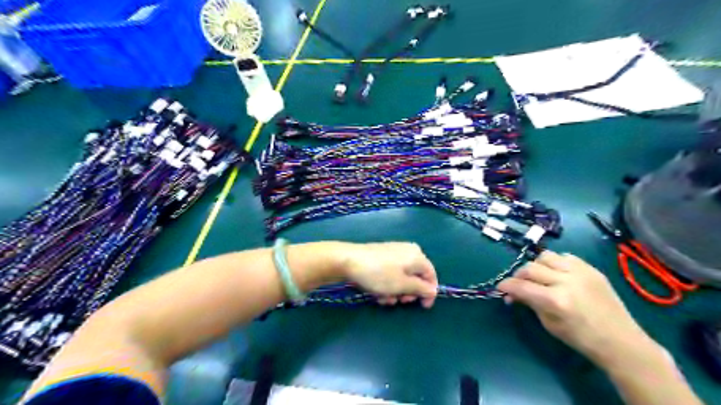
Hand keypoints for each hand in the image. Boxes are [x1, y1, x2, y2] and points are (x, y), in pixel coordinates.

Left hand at [343, 241, 439, 308]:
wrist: (348, 260)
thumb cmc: (379, 274)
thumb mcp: (402, 285)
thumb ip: (421, 288)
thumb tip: (433, 290)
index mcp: (417, 256)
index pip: (431, 275)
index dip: (429, 293)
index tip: (422, 307)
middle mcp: (408, 251)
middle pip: (416, 276)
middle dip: (408, 292)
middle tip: (398, 301)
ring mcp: (394, 252)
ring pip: (402, 277)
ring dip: (396, 291)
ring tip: (384, 298)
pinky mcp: (382, 255)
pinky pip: (392, 272)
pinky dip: (388, 284)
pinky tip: (378, 292)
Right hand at [499, 252, 656, 368]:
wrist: (621, 341)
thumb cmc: (581, 339)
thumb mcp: (549, 324)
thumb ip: (530, 303)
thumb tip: (513, 293)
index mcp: (555, 300)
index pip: (521, 285)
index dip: (506, 285)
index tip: (500, 287)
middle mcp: (566, 281)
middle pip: (530, 267)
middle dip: (519, 275)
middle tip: (518, 285)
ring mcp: (580, 272)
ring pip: (545, 256)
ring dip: (536, 266)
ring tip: (538, 277)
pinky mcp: (590, 268)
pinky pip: (565, 257)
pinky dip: (555, 263)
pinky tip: (557, 274)